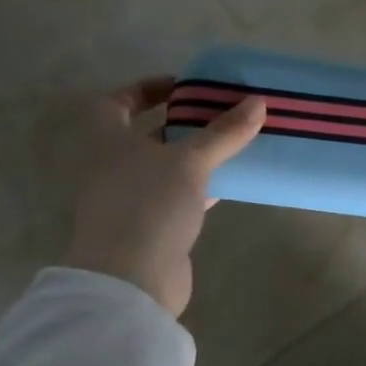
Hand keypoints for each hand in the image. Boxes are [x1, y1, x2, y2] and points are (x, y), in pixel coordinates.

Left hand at [64, 77, 264, 317]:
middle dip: (180, 124)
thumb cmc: (149, 204)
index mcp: (107, 142)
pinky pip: (177, 198)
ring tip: (232, 144)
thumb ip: (223, 132)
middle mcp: (112, 168)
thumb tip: (258, 101)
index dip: (145, 89)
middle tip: (218, 114)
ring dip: (193, 157)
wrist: (131, 279)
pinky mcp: (151, 228)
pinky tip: (229, 183)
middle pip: (145, 136)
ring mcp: (130, 201)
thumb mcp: (190, 161)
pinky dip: (200, 187)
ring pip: (164, 169)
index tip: (182, 86)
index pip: (116, 103)